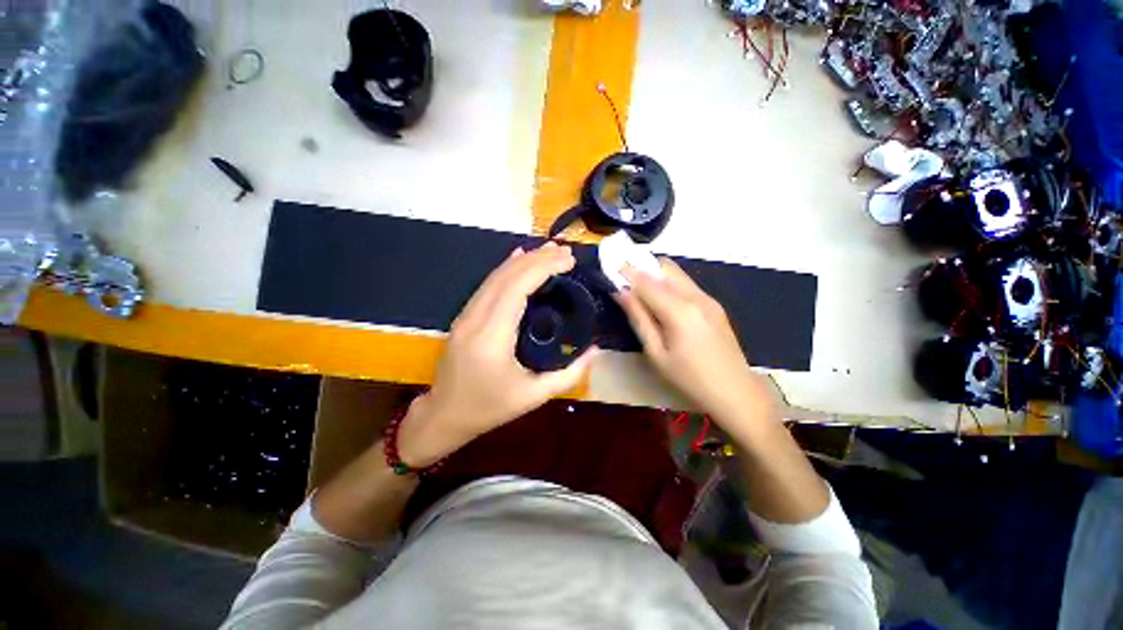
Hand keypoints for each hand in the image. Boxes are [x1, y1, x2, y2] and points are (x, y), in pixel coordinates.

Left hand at [397, 243, 597, 465]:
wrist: (443, 416)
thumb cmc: (489, 409)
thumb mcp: (534, 397)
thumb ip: (569, 375)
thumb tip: (594, 350)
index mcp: (492, 337)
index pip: (518, 288)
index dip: (544, 268)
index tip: (568, 260)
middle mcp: (475, 318)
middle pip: (507, 276)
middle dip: (538, 258)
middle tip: (565, 251)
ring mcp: (466, 315)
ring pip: (495, 276)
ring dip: (523, 260)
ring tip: (549, 250)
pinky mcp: (464, 316)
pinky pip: (487, 285)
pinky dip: (506, 269)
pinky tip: (518, 258)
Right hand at [616, 259, 773, 424]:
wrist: (735, 392)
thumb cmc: (689, 378)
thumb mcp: (656, 353)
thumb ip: (639, 318)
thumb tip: (621, 293)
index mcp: (679, 310)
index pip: (647, 281)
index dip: (627, 271)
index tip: (612, 266)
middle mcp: (695, 296)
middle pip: (665, 268)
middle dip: (643, 267)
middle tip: (625, 279)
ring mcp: (708, 299)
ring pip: (677, 274)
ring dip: (656, 275)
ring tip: (640, 290)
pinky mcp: (714, 305)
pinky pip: (687, 284)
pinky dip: (670, 284)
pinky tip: (662, 301)